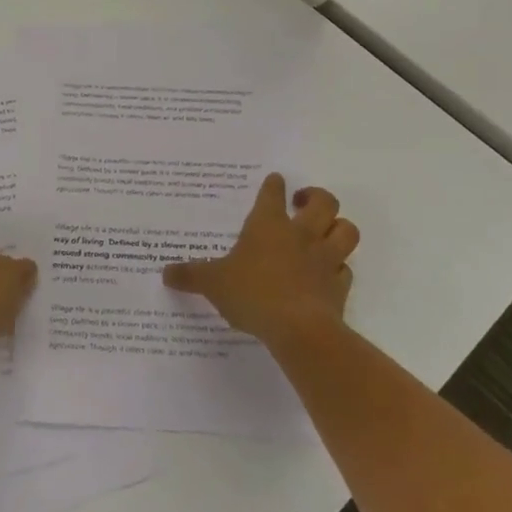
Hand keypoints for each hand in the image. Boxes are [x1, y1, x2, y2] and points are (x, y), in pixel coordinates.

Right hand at [162, 174, 358, 343]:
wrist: (299, 329)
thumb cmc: (252, 294)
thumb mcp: (212, 283)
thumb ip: (190, 276)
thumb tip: (165, 273)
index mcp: (268, 225)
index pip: (273, 193)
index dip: (274, 185)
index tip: (275, 181)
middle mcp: (301, 235)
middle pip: (324, 202)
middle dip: (316, 197)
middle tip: (303, 203)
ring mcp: (325, 259)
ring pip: (346, 230)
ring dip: (338, 227)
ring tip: (325, 231)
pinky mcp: (339, 286)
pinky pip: (346, 270)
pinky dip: (339, 268)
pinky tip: (328, 274)